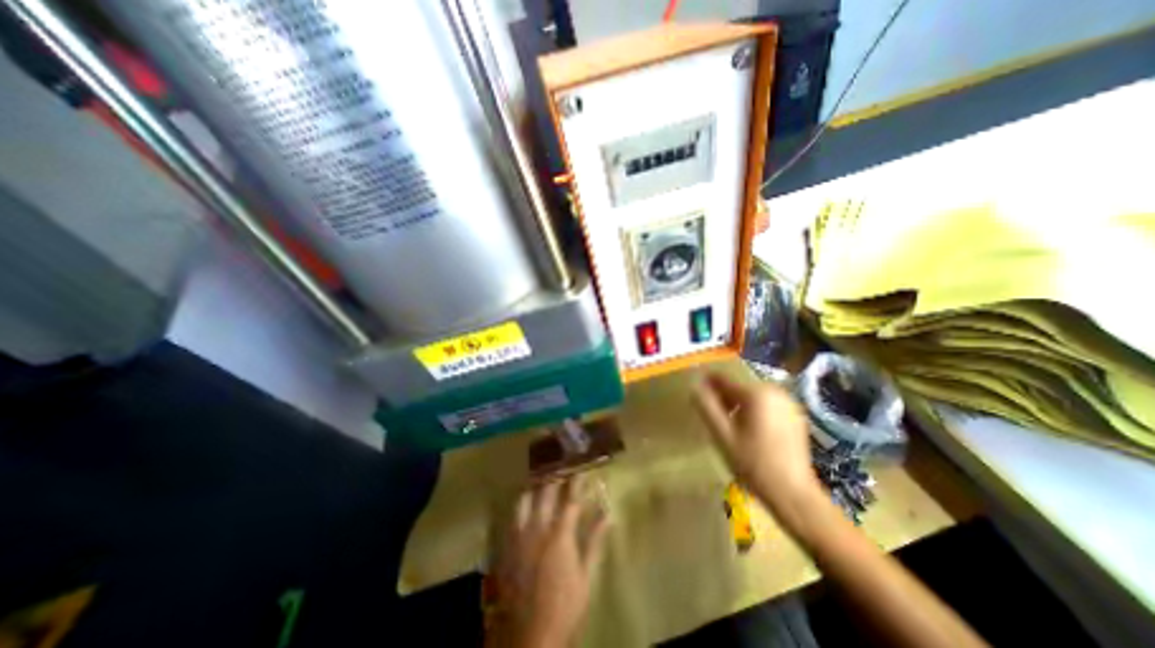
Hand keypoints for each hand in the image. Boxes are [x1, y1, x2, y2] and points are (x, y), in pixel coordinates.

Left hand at [493, 478, 606, 646]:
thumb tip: (608, 513)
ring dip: (534, 487)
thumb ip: (595, 540)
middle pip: (546, 492)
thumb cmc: (565, 606)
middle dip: (555, 475)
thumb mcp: (586, 575)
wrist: (530, 636)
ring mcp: (519, 536)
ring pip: (524, 499)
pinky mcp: (506, 546)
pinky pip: (510, 517)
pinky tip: (524, 503)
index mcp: (560, 535)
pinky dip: (520, 505)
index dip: (577, 481)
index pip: (571, 499)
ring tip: (541, 480)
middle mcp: (537, 528)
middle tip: (561, 465)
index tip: (582, 468)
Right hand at [695, 372, 820, 524]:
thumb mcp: (722, 434)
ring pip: (753, 396)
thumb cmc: (753, 464)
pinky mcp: (796, 416)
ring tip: (731, 425)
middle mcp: (774, 391)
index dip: (707, 383)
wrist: (793, 494)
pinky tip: (751, 431)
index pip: (724, 379)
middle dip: (724, 397)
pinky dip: (755, 411)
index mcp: (756, 394)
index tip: (696, 390)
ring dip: (739, 404)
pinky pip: (767, 405)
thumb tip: (695, 386)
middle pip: (740, 387)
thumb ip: (707, 407)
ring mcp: (788, 403)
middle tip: (714, 416)